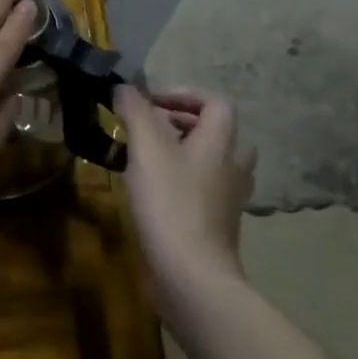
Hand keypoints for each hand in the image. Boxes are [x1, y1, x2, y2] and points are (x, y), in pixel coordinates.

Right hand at [114, 86, 255, 292]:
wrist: (190, 271)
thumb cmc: (170, 203)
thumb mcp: (147, 149)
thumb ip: (136, 112)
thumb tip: (124, 86)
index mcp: (221, 143)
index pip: (215, 102)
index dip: (182, 94)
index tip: (147, 102)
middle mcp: (233, 165)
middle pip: (214, 130)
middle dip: (178, 122)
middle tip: (142, 127)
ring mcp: (227, 196)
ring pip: (207, 159)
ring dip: (178, 150)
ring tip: (143, 156)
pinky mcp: (215, 220)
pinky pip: (200, 185)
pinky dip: (178, 177)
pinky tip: (150, 189)